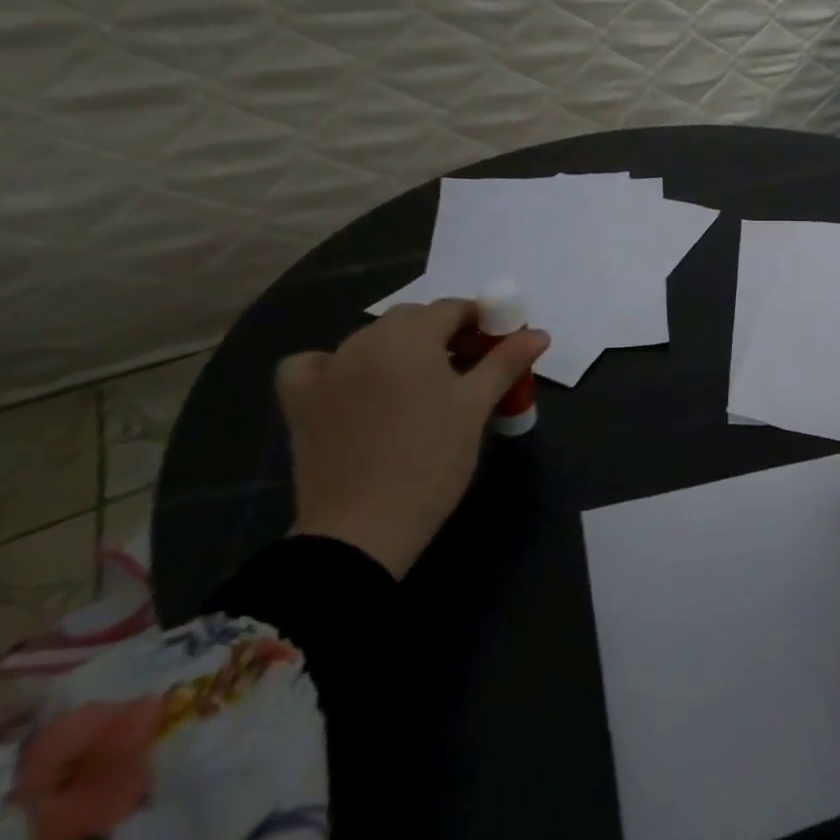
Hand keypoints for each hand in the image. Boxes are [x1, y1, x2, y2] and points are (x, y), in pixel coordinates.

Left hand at [277, 299, 549, 579]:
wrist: (361, 531)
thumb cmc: (431, 461)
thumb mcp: (476, 407)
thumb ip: (506, 361)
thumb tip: (538, 333)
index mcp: (410, 337)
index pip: (453, 309)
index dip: (481, 322)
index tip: (498, 348)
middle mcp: (365, 341)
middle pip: (413, 319)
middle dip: (443, 333)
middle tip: (467, 370)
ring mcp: (327, 369)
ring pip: (372, 339)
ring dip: (399, 349)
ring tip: (419, 386)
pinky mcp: (300, 401)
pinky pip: (313, 364)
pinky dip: (334, 366)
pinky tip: (350, 385)